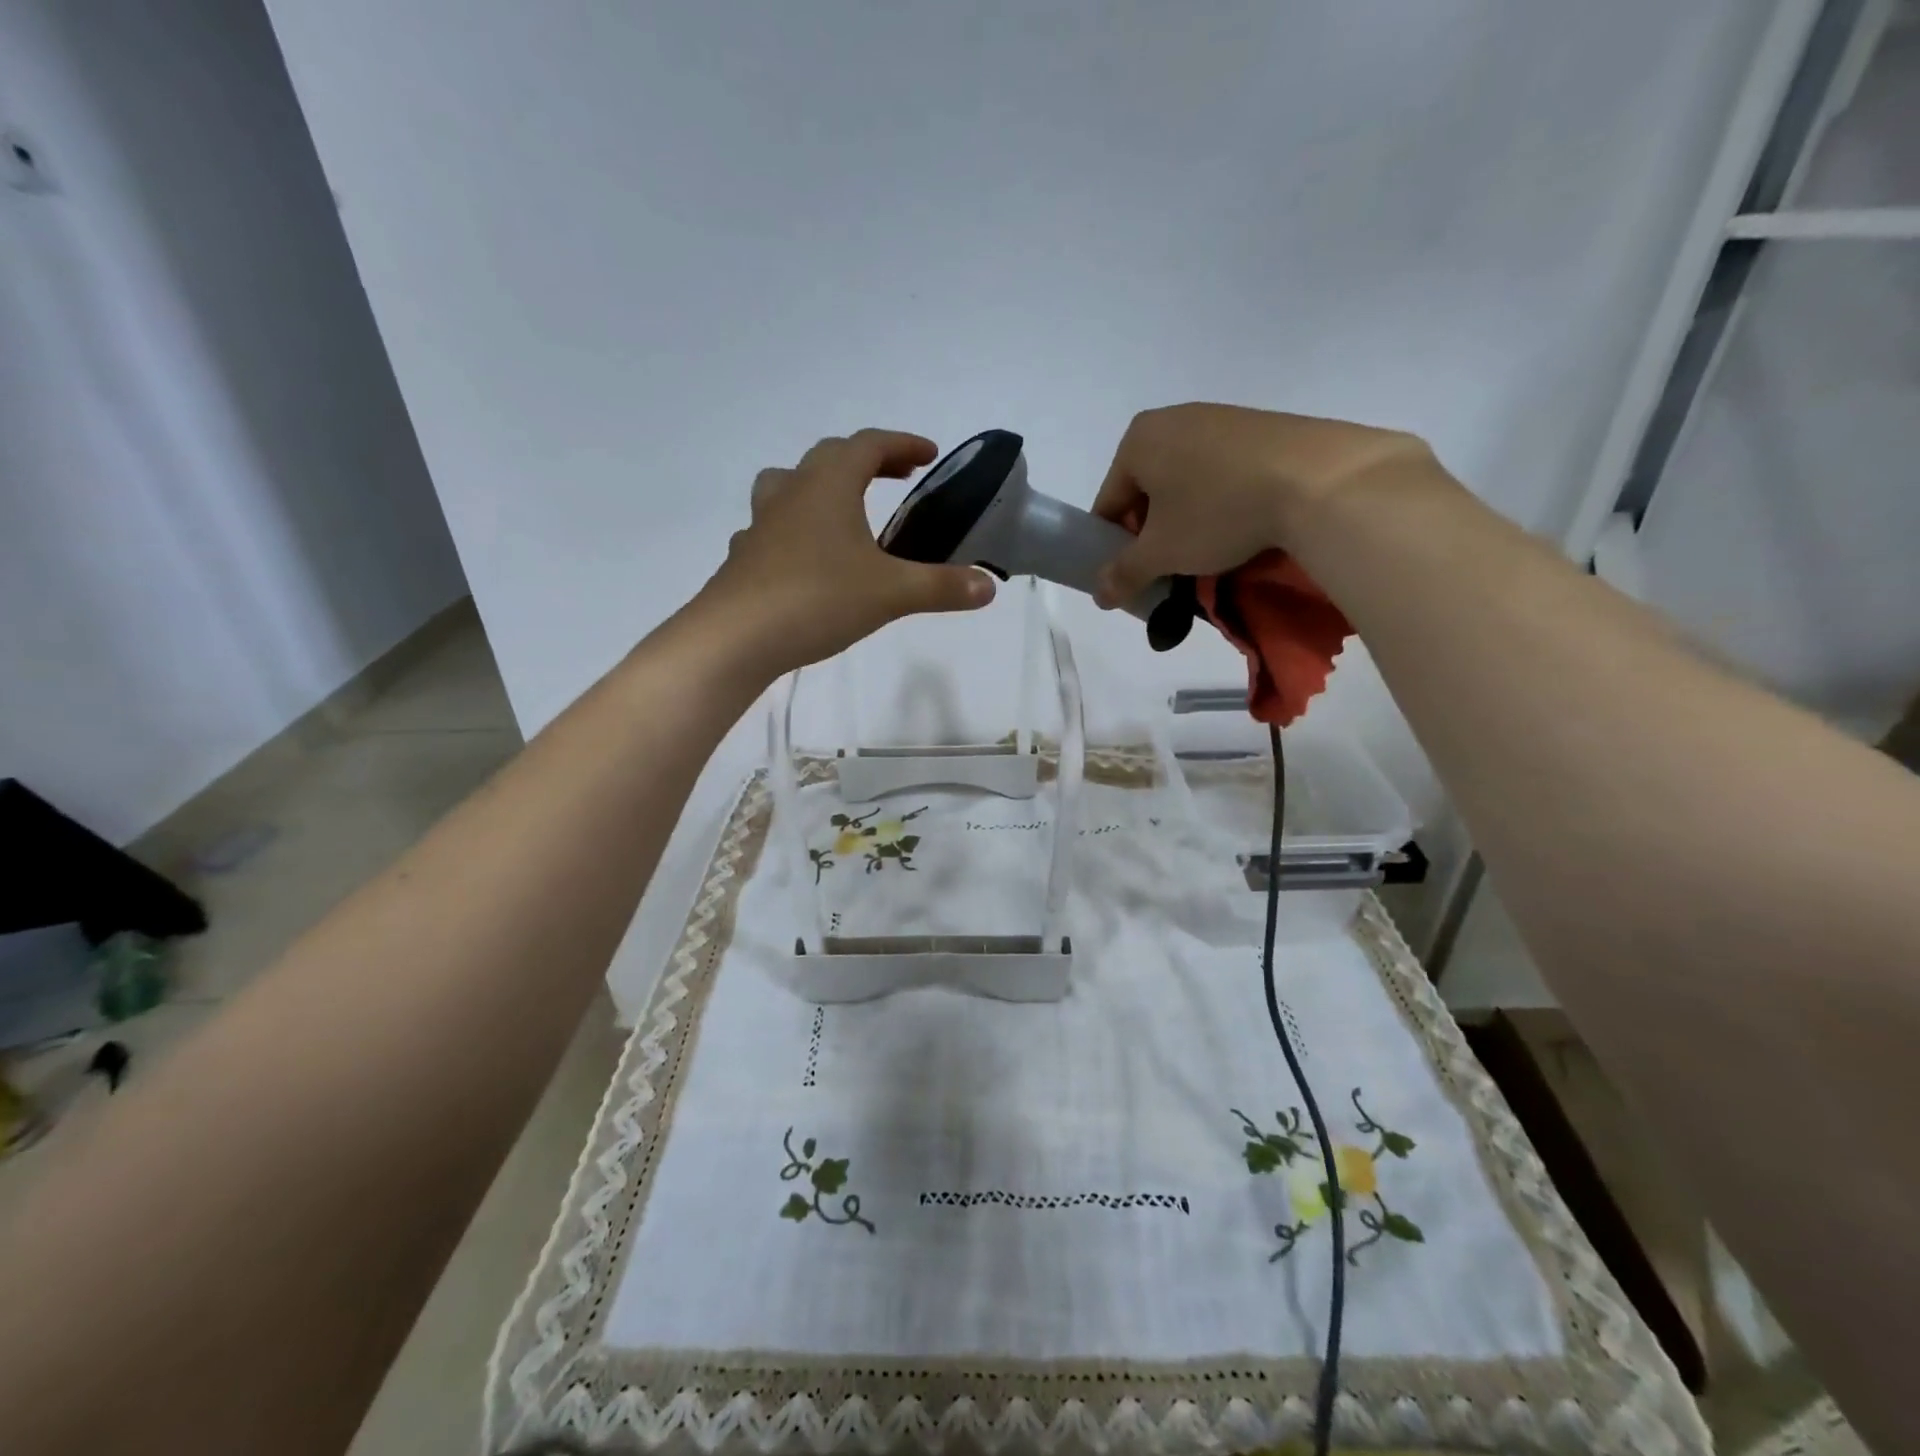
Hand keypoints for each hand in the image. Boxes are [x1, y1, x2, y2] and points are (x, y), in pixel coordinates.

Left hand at [696, 429, 995, 674]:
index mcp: (829, 486)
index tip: (929, 455)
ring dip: (819, 486)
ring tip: (842, 509)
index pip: (868, 445)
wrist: (735, 639)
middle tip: (896, 477)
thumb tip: (988, 586)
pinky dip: (794, 530)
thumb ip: (942, 587)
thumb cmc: (817, 599)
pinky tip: (804, 559)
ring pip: (788, 485)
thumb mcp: (891, 594)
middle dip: (866, 460)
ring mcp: (761, 525)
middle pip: (828, 457)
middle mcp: (791, 493)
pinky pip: (771, 529)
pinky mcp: (744, 558)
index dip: (902, 444)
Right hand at [1089, 403, 1433, 606]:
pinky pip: (1222, 474)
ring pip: (1185, 484)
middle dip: (1154, 534)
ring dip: (1187, 522)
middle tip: (1171, 568)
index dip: (1115, 546)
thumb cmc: (1217, 512)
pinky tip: (1240, 527)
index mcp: (1137, 440)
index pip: (1109, 503)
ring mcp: (1219, 419)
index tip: (1133, 575)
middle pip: (1146, 492)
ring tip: (1209, 553)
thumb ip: (1123, 574)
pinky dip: (1221, 504)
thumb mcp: (1161, 553)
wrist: (1318, 480)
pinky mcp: (1259, 428)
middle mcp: (1173, 419)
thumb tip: (1099, 595)